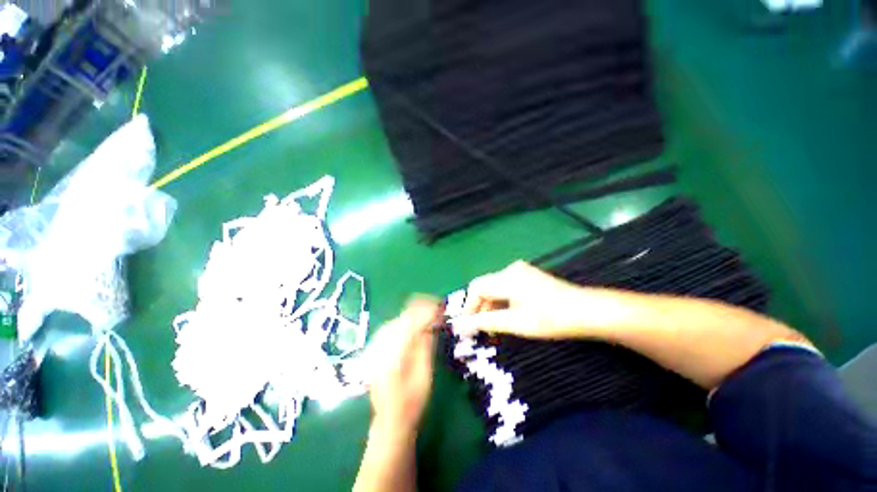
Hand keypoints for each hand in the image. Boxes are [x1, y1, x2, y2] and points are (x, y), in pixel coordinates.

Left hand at [365, 296, 441, 436]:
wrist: (389, 421)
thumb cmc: (412, 403)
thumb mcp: (424, 376)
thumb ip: (425, 347)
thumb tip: (430, 323)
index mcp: (394, 357)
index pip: (410, 325)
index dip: (425, 313)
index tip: (439, 306)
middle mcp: (380, 349)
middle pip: (400, 321)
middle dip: (419, 310)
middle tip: (435, 306)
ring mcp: (374, 350)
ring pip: (393, 322)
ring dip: (410, 314)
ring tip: (426, 310)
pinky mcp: (373, 351)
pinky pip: (388, 328)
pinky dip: (401, 321)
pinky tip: (410, 321)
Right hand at [452, 261, 584, 338]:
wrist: (587, 311)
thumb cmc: (551, 318)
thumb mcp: (515, 323)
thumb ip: (485, 322)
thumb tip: (459, 326)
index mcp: (506, 277)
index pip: (476, 287)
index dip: (468, 307)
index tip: (467, 326)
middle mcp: (510, 269)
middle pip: (485, 287)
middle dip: (479, 308)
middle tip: (480, 330)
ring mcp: (520, 271)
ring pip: (495, 287)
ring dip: (490, 306)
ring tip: (494, 327)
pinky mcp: (527, 276)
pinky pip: (505, 286)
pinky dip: (501, 301)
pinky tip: (506, 316)